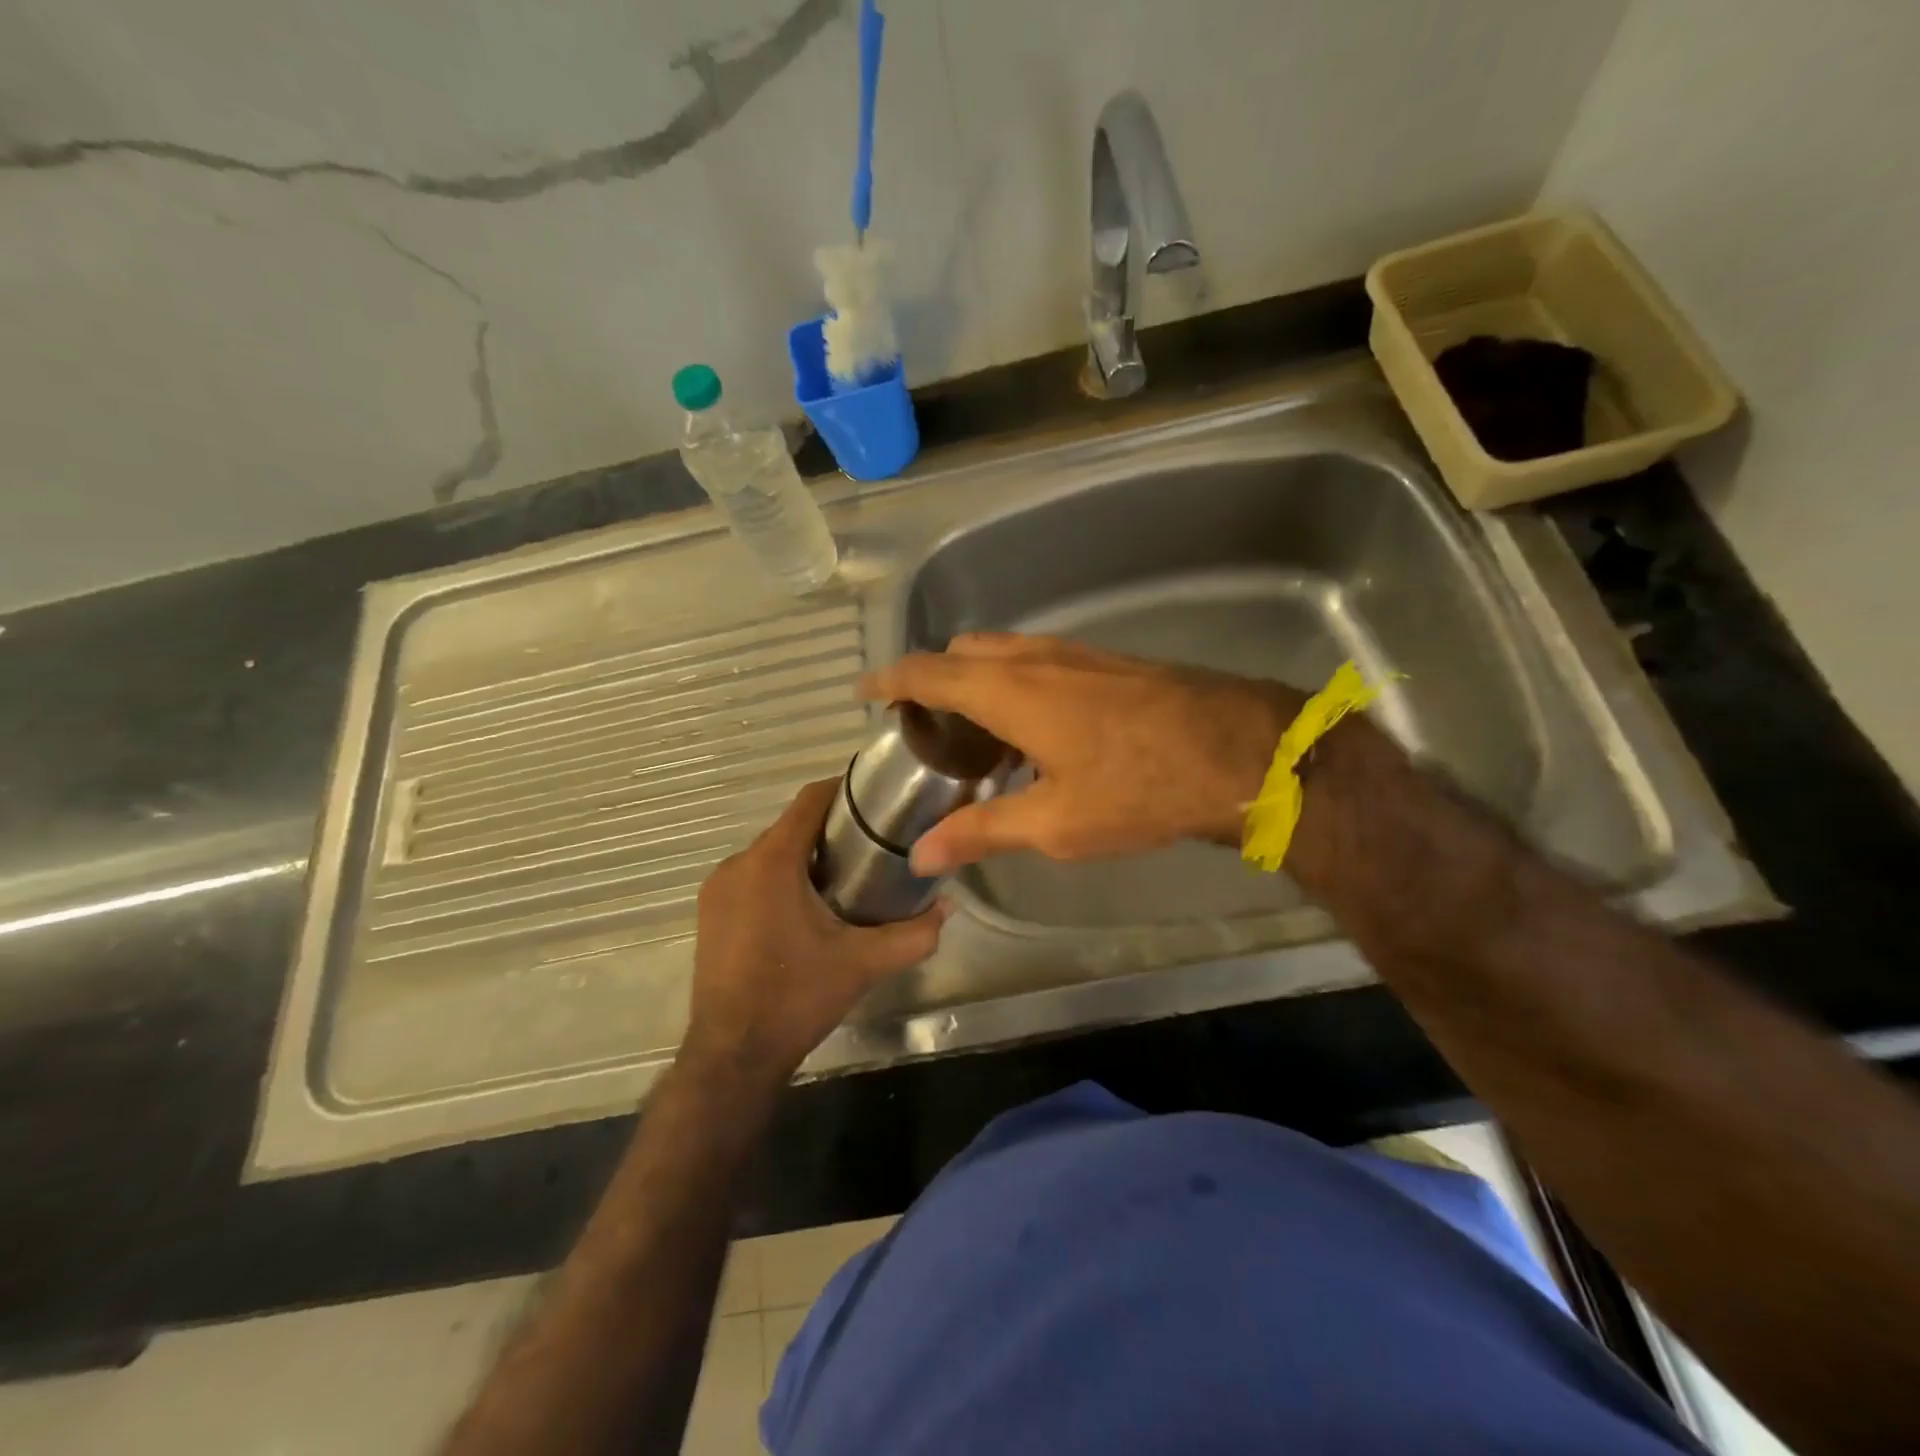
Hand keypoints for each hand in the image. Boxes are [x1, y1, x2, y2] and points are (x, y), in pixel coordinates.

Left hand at [683, 778, 943, 1083]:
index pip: (809, 801)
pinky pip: (752, 876)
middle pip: (791, 826)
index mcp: (771, 862)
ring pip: (770, 852)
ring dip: (805, 854)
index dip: (843, 790)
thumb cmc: (797, 997)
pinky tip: (808, 906)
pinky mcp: (710, 912)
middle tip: (873, 844)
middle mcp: (737, 864)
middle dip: (830, 828)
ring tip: (848, 874)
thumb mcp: (864, 964)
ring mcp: (717, 889)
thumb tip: (948, 906)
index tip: (877, 797)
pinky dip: (781, 876)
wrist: (733, 1055)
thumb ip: (913, 934)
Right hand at [858, 633, 1303, 873]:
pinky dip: (1015, 682)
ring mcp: (1075, 652)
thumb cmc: (1138, 788)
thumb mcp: (1054, 822)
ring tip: (977, 734)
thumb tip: (922, 855)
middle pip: (963, 653)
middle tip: (926, 727)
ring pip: (1004, 652)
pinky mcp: (1107, 660)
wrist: (1239, 751)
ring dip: (978, 680)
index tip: (863, 689)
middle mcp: (1035, 658)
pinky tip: (1036, 730)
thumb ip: (982, 831)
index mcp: (1009, 690)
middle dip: (934, 679)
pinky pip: (1039, 659)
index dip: (889, 679)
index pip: (927, 672)